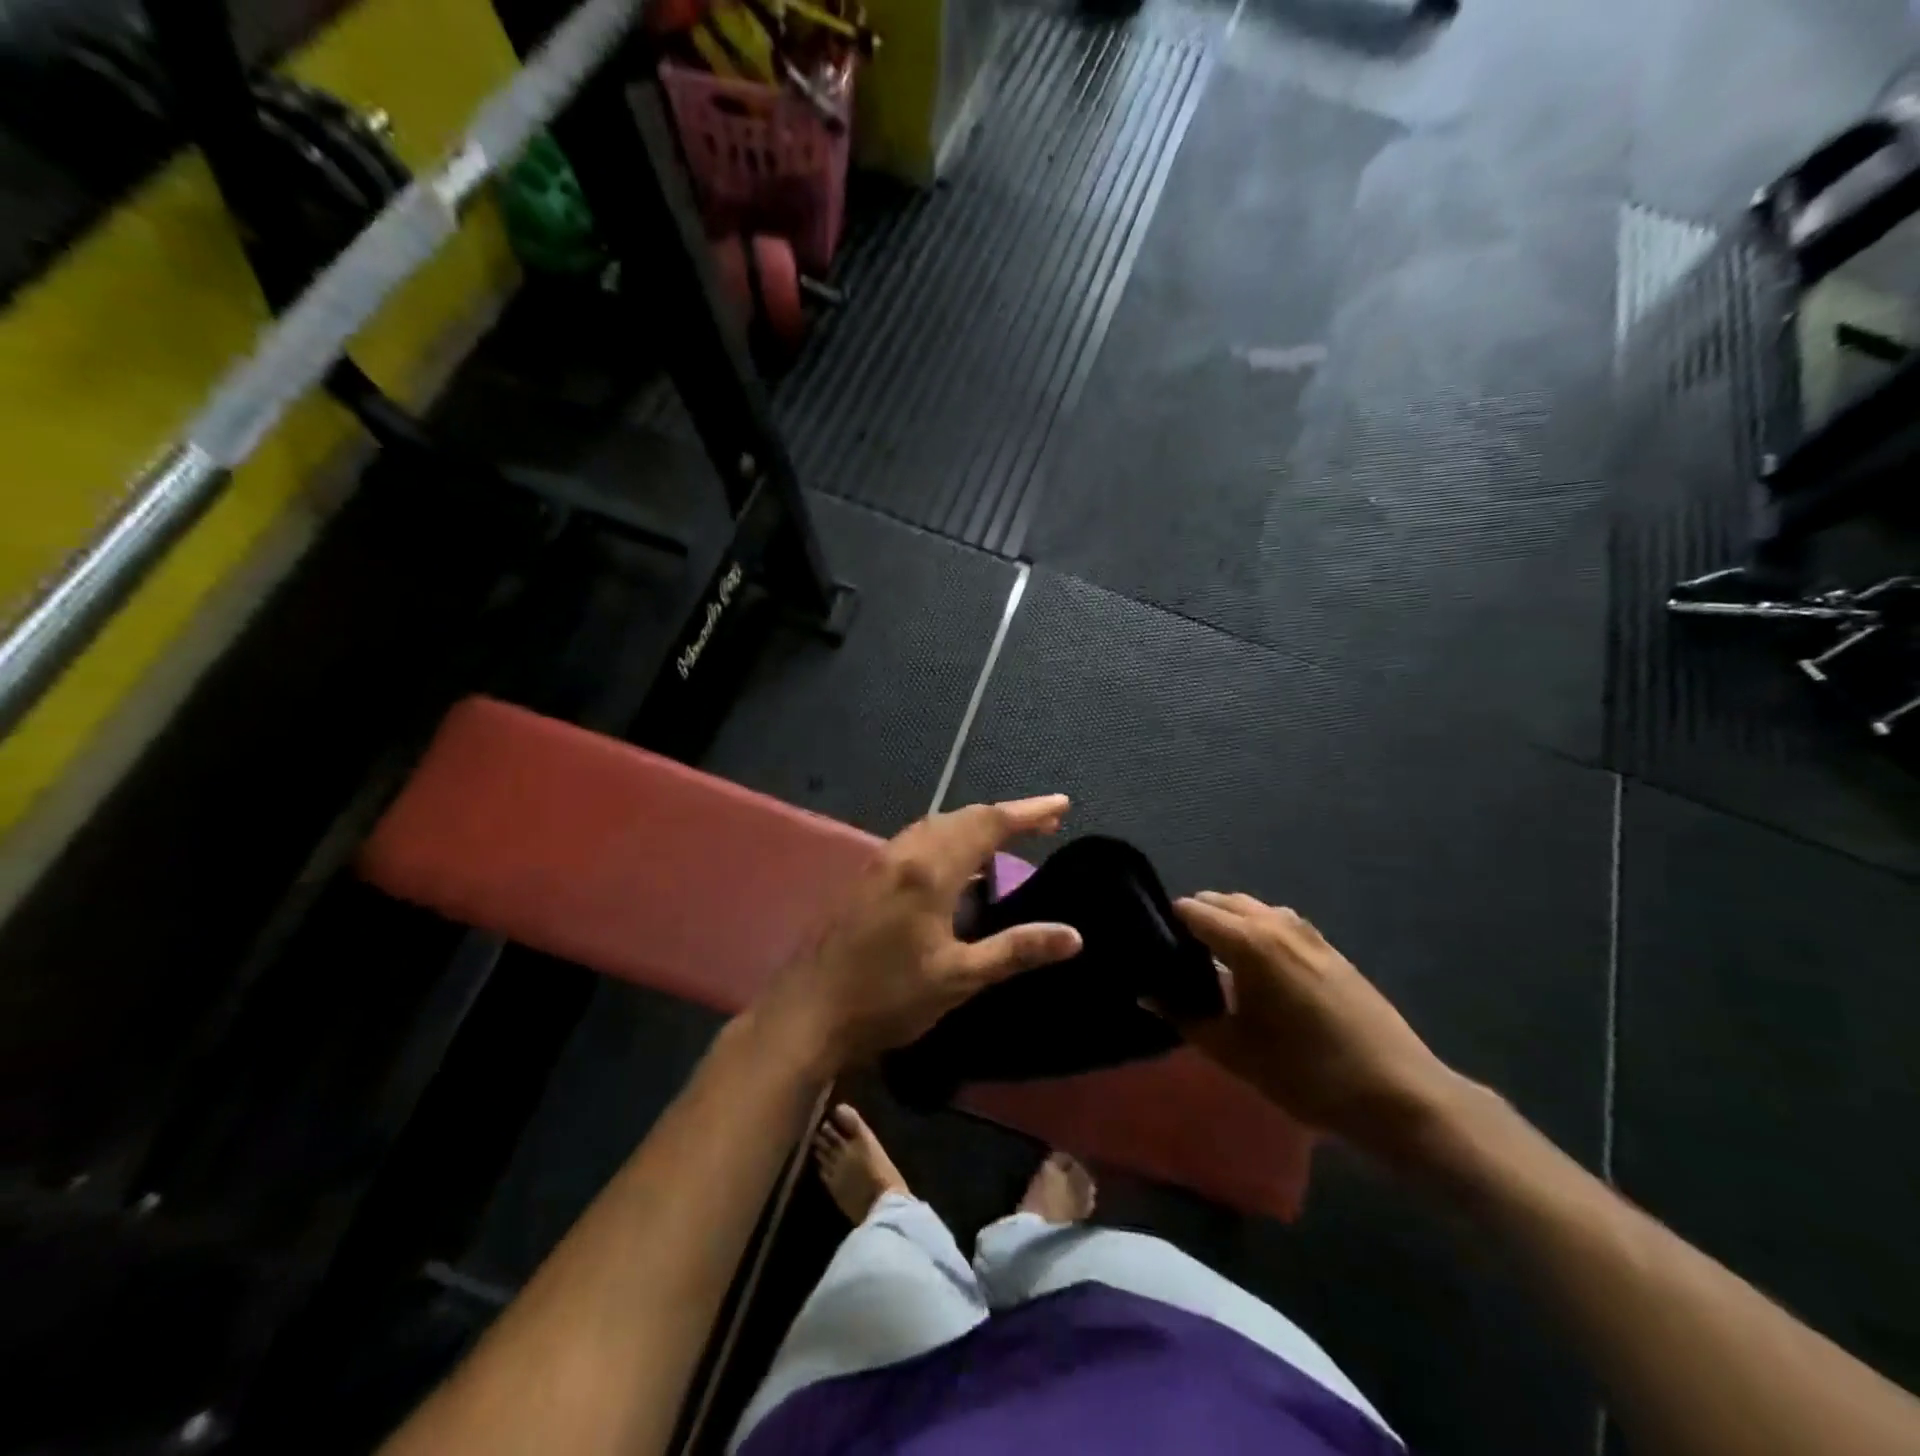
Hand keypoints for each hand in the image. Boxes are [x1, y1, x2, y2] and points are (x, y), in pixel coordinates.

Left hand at [755, 796, 1083, 1074]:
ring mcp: (882, 862)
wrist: (808, 1012)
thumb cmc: (888, 997)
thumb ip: (1016, 950)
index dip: (1029, 811)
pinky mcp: (868, 877)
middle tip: (1046, 822)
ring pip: (937, 825)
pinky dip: (950, 839)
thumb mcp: (958, 978)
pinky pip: (919, 840)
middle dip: (1006, 815)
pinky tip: (959, 866)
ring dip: (975, 824)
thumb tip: (1073, 936)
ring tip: (1008, 837)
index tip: (1063, 804)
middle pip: (963, 817)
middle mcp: (905, 853)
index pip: (989, 824)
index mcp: (930, 870)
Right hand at [1173, 892, 1462, 1159]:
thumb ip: (1182, 1016)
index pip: (1190, 909)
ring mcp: (1307, 933)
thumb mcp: (1233, 1050)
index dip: (1166, 924)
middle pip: (1221, 902)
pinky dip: (1257, 932)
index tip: (1153, 949)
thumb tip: (1146, 993)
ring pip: (1252, 910)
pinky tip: (1258, 972)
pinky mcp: (1329, 948)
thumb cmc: (1305, 1073)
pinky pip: (1279, 924)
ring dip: (1228, 924)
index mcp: (1248, 941)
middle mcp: (1275, 923)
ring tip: (1215, 964)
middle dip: (1195, 920)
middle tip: (1179, 960)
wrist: (1397, 1093)